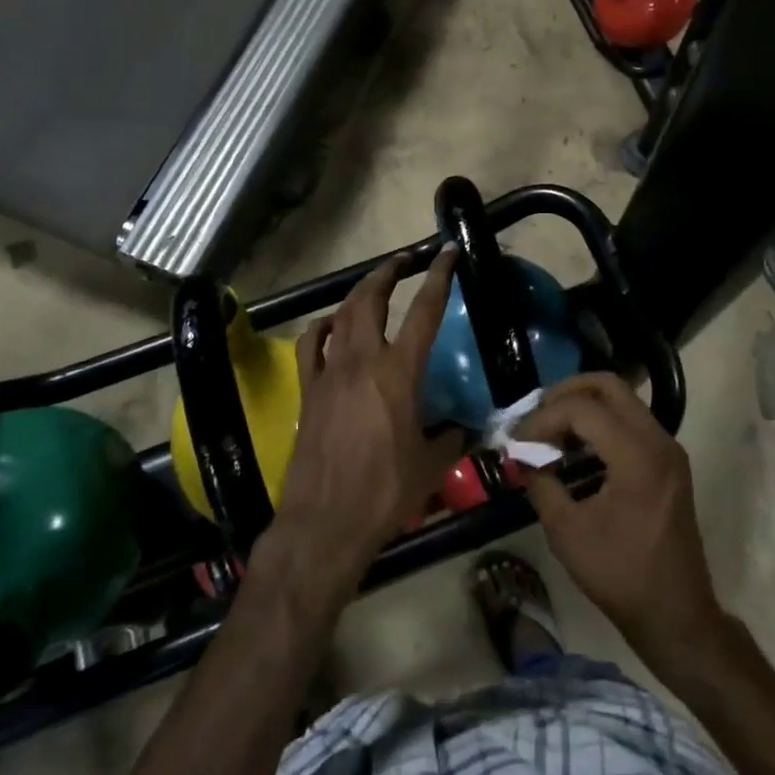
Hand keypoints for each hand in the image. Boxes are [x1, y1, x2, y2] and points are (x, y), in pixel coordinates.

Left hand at [270, 248, 466, 586]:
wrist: (326, 521)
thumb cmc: (386, 492)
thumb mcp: (433, 464)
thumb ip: (452, 437)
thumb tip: (465, 428)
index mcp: (399, 372)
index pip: (425, 311)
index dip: (439, 276)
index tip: (447, 253)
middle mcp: (362, 360)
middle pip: (371, 299)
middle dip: (388, 272)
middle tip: (404, 260)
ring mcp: (330, 372)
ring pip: (341, 315)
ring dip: (358, 293)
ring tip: (373, 285)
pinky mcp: (308, 390)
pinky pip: (311, 345)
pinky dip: (322, 327)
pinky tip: (330, 326)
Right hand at [518, 374, 726, 660]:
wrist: (676, 615)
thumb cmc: (621, 575)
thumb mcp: (567, 531)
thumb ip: (542, 483)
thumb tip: (523, 458)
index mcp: (637, 454)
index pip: (582, 409)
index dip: (544, 418)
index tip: (518, 440)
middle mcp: (658, 440)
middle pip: (609, 386)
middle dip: (567, 393)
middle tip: (537, 415)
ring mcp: (668, 450)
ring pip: (623, 401)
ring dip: (585, 407)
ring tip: (552, 432)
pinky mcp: (669, 463)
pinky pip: (632, 422)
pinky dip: (602, 424)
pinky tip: (577, 448)